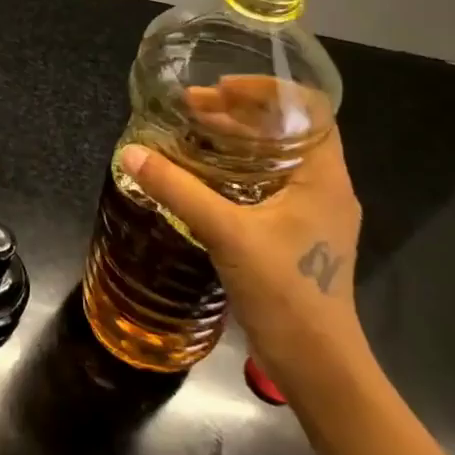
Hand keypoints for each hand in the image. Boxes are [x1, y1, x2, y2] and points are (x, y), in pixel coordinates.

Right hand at [119, 110, 366, 394]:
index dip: (267, 90)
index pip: (309, 109)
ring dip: (235, 141)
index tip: (221, 88)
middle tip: (191, 107)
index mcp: (323, 176)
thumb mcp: (226, 233)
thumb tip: (130, 153)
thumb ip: (178, 189)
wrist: (317, 365)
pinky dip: (236, 169)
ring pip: (275, 158)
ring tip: (191, 131)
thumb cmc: (285, 291)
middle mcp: (324, 187)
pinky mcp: (296, 234)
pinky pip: (267, 183)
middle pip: (286, 130)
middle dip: (238, 113)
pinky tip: (201, 174)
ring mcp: (312, 213)